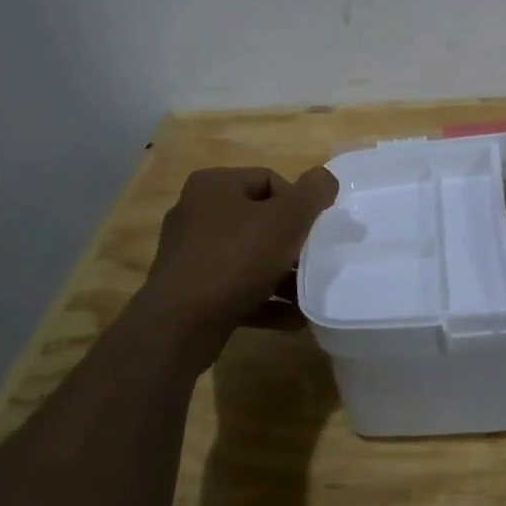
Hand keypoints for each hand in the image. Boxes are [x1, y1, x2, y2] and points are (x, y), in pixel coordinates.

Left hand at [143, 166, 338, 346]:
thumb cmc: (236, 259)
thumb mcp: (286, 219)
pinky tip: (292, 317)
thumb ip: (313, 192)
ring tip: (306, 294)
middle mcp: (196, 212)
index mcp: (214, 185)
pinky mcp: (190, 290)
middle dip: (291, 243)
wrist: (180, 326)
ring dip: (281, 275)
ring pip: (249, 256)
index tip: (312, 233)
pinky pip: (236, 286)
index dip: (298, 204)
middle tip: (312, 263)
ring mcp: (190, 253)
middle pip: (260, 219)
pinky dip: (264, 298)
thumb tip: (325, 179)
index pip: (270, 180)